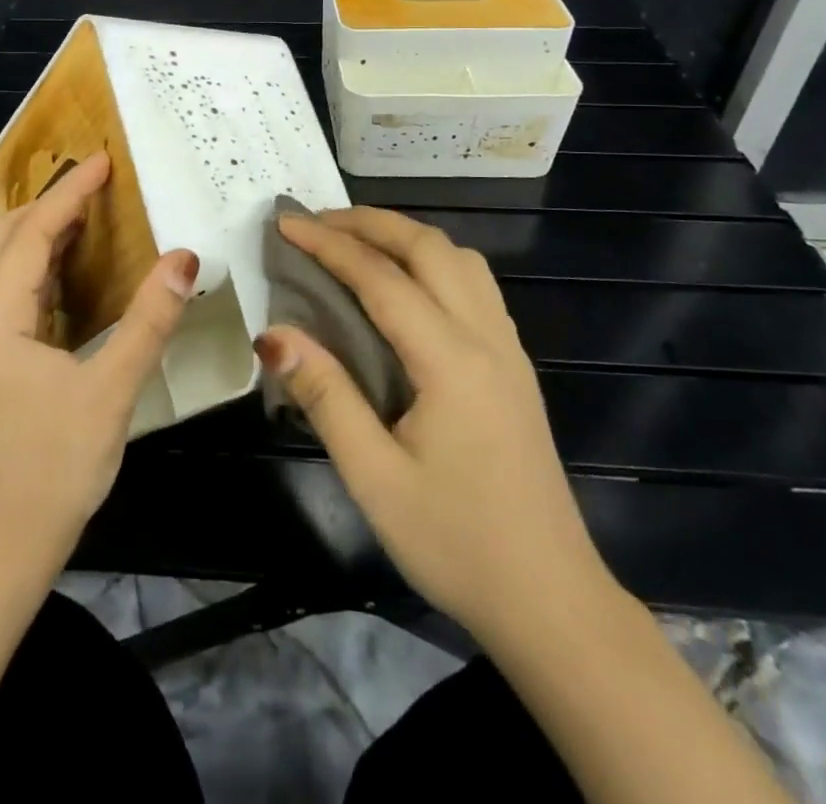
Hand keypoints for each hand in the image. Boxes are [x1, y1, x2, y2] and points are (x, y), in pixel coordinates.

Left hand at [0, 151, 197, 578]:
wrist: (5, 546)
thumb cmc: (55, 468)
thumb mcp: (112, 391)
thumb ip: (148, 320)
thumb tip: (184, 258)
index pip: (30, 234)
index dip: (69, 193)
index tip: (103, 160)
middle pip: (5, 238)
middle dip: (50, 202)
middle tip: (98, 180)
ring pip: (4, 263)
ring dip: (43, 231)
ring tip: (90, 208)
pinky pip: (11, 291)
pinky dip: (41, 265)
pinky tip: (75, 264)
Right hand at [260, 207, 616, 644]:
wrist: (552, 603)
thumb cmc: (457, 543)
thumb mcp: (374, 478)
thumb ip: (325, 396)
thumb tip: (274, 333)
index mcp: (451, 360)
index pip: (381, 278)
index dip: (329, 244)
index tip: (286, 224)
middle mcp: (486, 337)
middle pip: (430, 248)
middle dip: (370, 223)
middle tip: (317, 222)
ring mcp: (508, 349)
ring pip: (460, 259)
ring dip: (406, 236)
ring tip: (357, 243)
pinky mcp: (515, 366)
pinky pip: (474, 285)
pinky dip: (433, 261)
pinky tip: (407, 286)